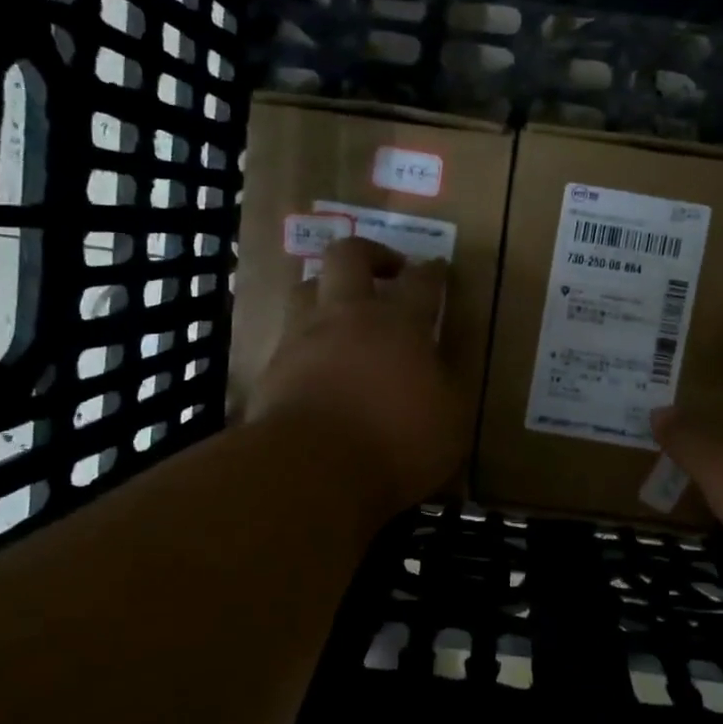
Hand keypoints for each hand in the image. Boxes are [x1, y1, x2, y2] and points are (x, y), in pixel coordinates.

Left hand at [249, 237, 466, 517]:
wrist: (310, 470)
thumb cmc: (395, 441)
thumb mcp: (450, 419)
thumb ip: (448, 382)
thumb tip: (442, 362)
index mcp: (399, 323)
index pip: (421, 281)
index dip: (432, 271)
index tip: (437, 268)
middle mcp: (348, 316)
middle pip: (349, 256)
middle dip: (370, 253)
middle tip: (387, 271)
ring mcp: (303, 338)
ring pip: (307, 288)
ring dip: (327, 291)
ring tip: (342, 313)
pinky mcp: (271, 368)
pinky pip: (288, 338)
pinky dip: (306, 342)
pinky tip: (315, 364)